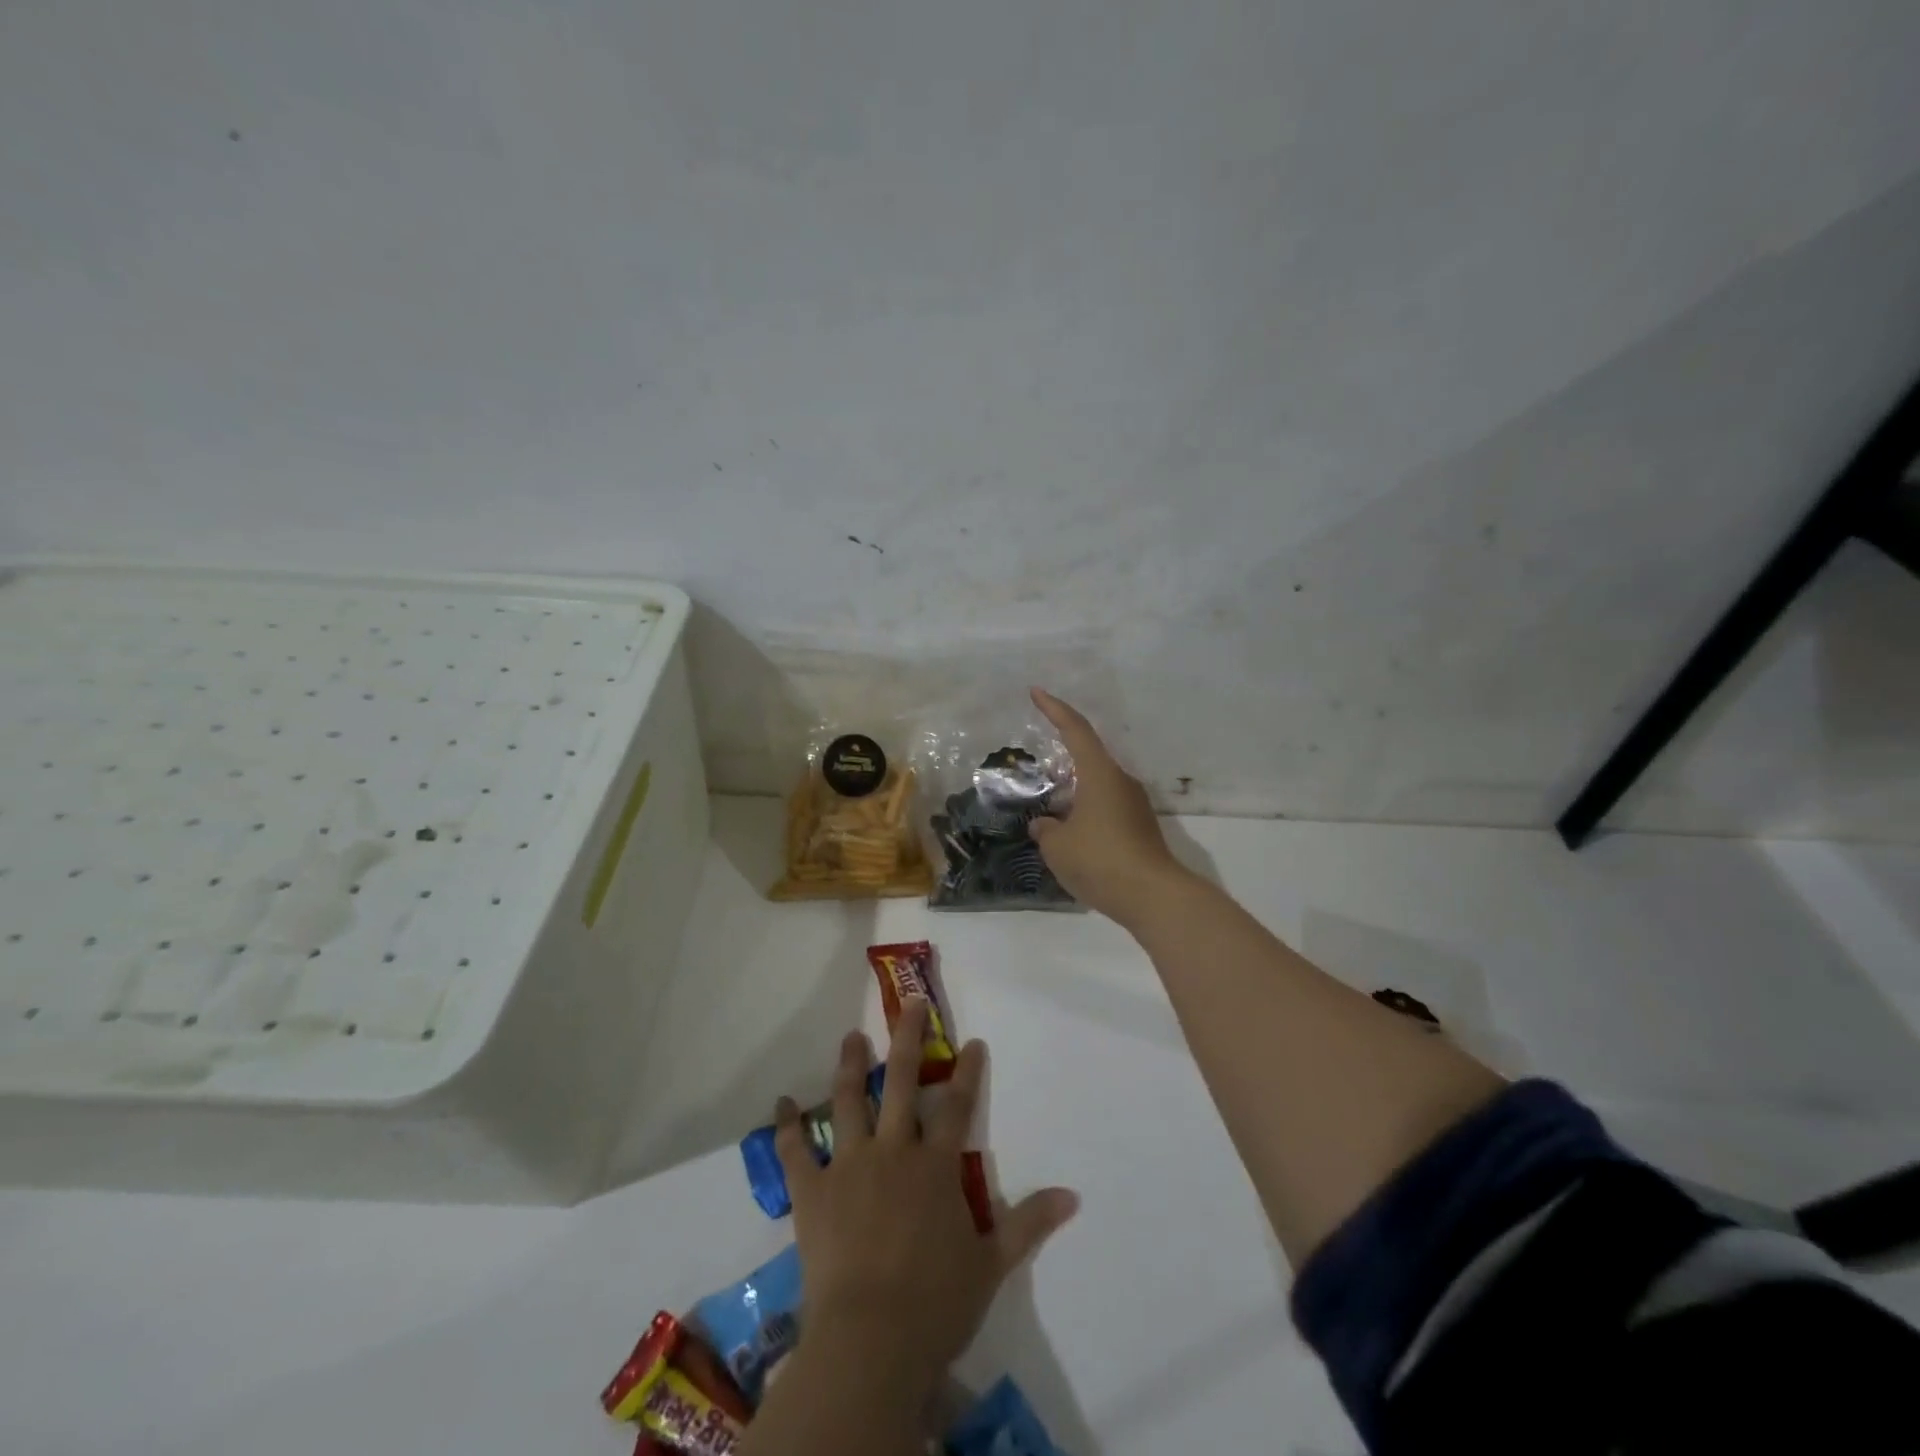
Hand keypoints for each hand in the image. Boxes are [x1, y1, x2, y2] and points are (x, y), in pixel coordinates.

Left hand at [775, 1004, 1078, 1397]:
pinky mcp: (812, 1191)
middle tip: (910, 1006)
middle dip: (909, 1040)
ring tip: (853, 1037)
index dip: (967, 1071)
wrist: (870, 1342)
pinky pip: (796, 1151)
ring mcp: (849, 1166)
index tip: (972, 1041)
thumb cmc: (936, 1304)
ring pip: (850, 1101)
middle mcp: (893, 1151)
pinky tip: (782, 1102)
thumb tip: (1073, 1195)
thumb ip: (1029, 1223)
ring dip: (852, 1066)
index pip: (958, 1106)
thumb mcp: (992, 1264)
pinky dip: (787, 1125)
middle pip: (903, 1082)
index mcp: (935, 1166)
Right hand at [1028, 688, 1190, 925]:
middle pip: (1087, 759)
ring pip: (1096, 788)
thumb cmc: (1100, 860)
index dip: (1054, 709)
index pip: (1075, 730)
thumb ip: (1046, 830)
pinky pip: (1105, 811)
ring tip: (1048, 814)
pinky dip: (1085, 815)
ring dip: (1072, 795)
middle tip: (1036, 771)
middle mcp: (1120, 782)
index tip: (1036, 692)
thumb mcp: (1058, 846)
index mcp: (1099, 774)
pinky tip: (1070, 839)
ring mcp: (1134, 806)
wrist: (1153, 897)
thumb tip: (1046, 824)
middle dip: (1061, 762)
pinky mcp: (1140, 829)